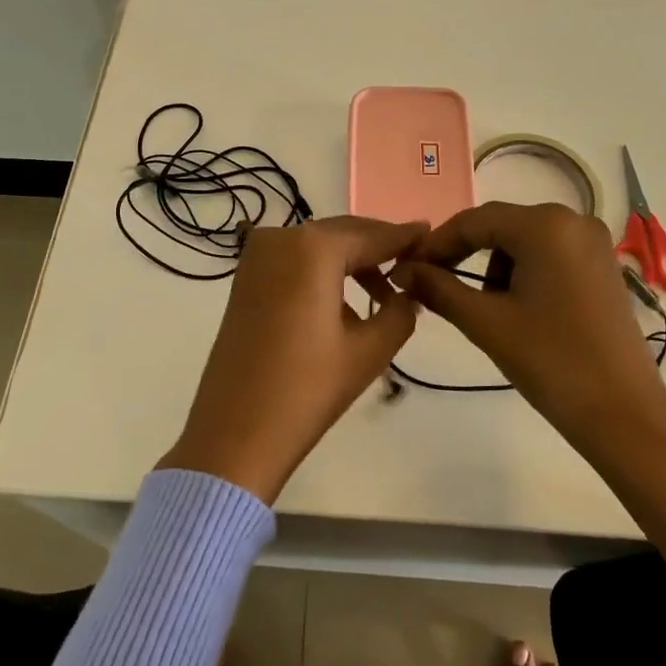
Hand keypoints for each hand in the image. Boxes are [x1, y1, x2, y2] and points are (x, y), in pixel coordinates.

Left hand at [159, 216, 426, 504]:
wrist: (235, 432)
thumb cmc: (307, 389)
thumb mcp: (369, 351)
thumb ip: (400, 311)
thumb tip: (409, 292)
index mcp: (314, 248)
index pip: (372, 235)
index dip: (404, 236)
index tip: (430, 234)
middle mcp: (281, 237)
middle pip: (343, 233)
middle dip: (378, 247)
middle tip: (413, 263)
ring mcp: (257, 255)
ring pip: (318, 246)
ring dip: (351, 261)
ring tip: (384, 293)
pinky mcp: (245, 277)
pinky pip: (295, 260)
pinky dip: (323, 270)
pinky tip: (345, 301)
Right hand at [388, 203, 665, 457]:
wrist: (625, 416)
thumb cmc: (552, 362)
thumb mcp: (486, 323)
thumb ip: (438, 288)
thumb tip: (402, 270)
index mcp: (544, 224)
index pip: (474, 221)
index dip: (436, 244)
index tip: (407, 268)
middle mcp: (572, 219)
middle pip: (500, 226)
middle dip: (464, 255)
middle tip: (433, 286)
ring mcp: (593, 242)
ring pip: (523, 240)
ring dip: (494, 266)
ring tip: (481, 308)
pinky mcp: (603, 266)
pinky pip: (549, 254)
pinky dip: (524, 272)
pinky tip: (516, 308)